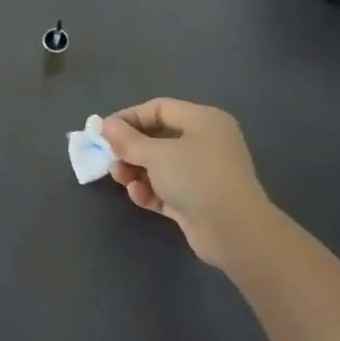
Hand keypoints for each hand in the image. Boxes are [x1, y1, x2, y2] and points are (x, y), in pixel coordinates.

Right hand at [98, 99, 274, 270]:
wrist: (234, 232)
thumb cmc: (196, 178)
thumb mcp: (156, 154)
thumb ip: (128, 139)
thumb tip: (106, 125)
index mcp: (203, 121)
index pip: (159, 108)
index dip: (130, 117)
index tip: (104, 131)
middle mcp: (206, 143)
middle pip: (158, 138)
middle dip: (130, 148)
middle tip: (110, 158)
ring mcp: (204, 173)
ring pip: (161, 166)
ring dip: (137, 171)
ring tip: (121, 179)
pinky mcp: (198, 201)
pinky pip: (167, 188)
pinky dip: (151, 190)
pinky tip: (138, 196)